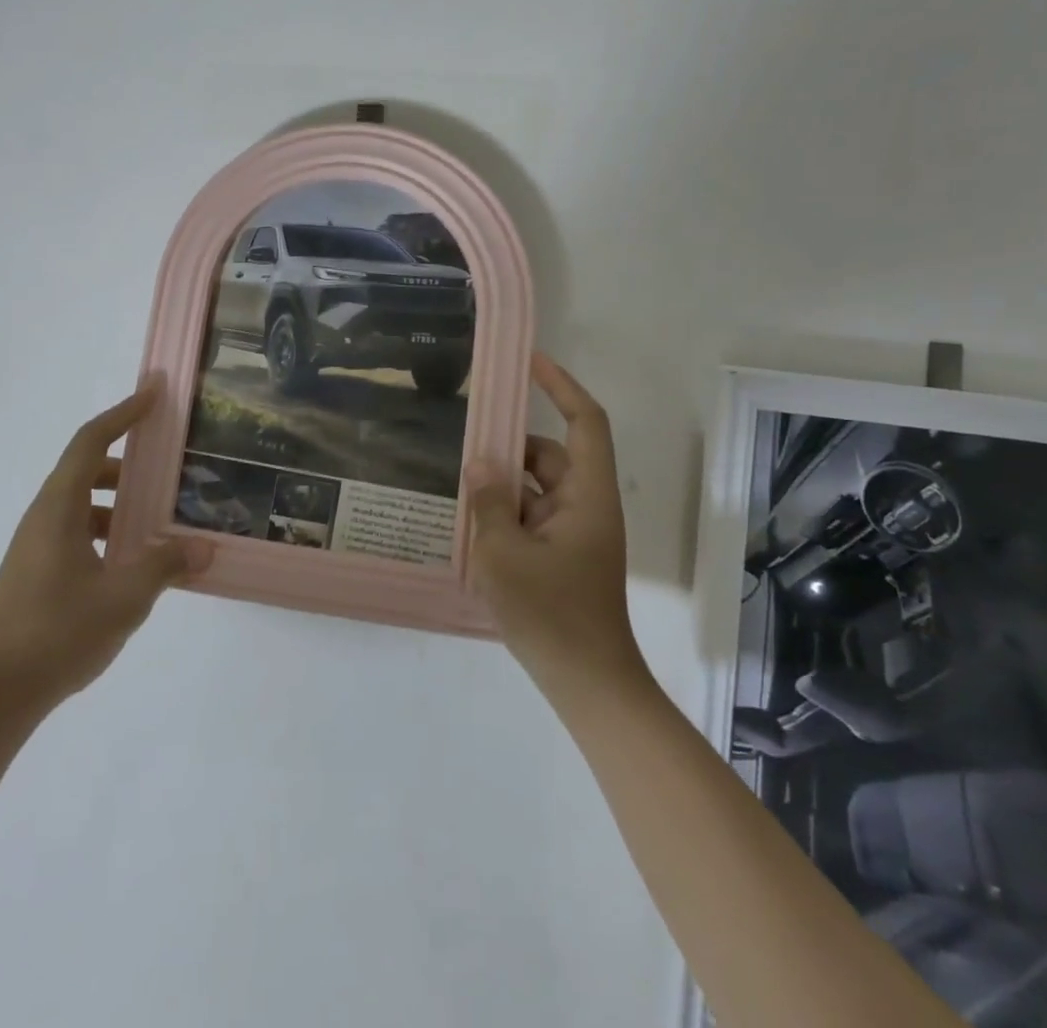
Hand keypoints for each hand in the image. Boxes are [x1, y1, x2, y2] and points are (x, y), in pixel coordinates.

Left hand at [0, 380, 208, 709]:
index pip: (91, 440)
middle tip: (168, 467)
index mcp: (59, 508)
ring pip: (82, 504)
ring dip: (119, 502)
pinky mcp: (35, 572)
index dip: (124, 412)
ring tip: (158, 519)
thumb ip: (166, 566)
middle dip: (128, 462)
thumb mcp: (124, 598)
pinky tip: (133, 562)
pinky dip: (107, 530)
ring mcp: (35, 546)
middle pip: (86, 468)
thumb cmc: (58, 633)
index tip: (155, 393)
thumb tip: (205, 548)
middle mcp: (43, 517)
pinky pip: (77, 531)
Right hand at [466, 353, 650, 703]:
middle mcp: (586, 507)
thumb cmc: (551, 615)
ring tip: (458, 489)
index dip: (562, 386)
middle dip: (509, 449)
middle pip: (550, 457)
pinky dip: (505, 515)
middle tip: (462, 444)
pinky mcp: (562, 557)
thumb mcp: (505, 554)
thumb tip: (480, 461)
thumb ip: (489, 502)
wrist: (589, 684)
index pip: (585, 423)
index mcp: (588, 496)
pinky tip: (470, 527)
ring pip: (536, 489)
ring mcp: (575, 534)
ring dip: (502, 487)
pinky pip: (532, 518)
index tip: (529, 363)